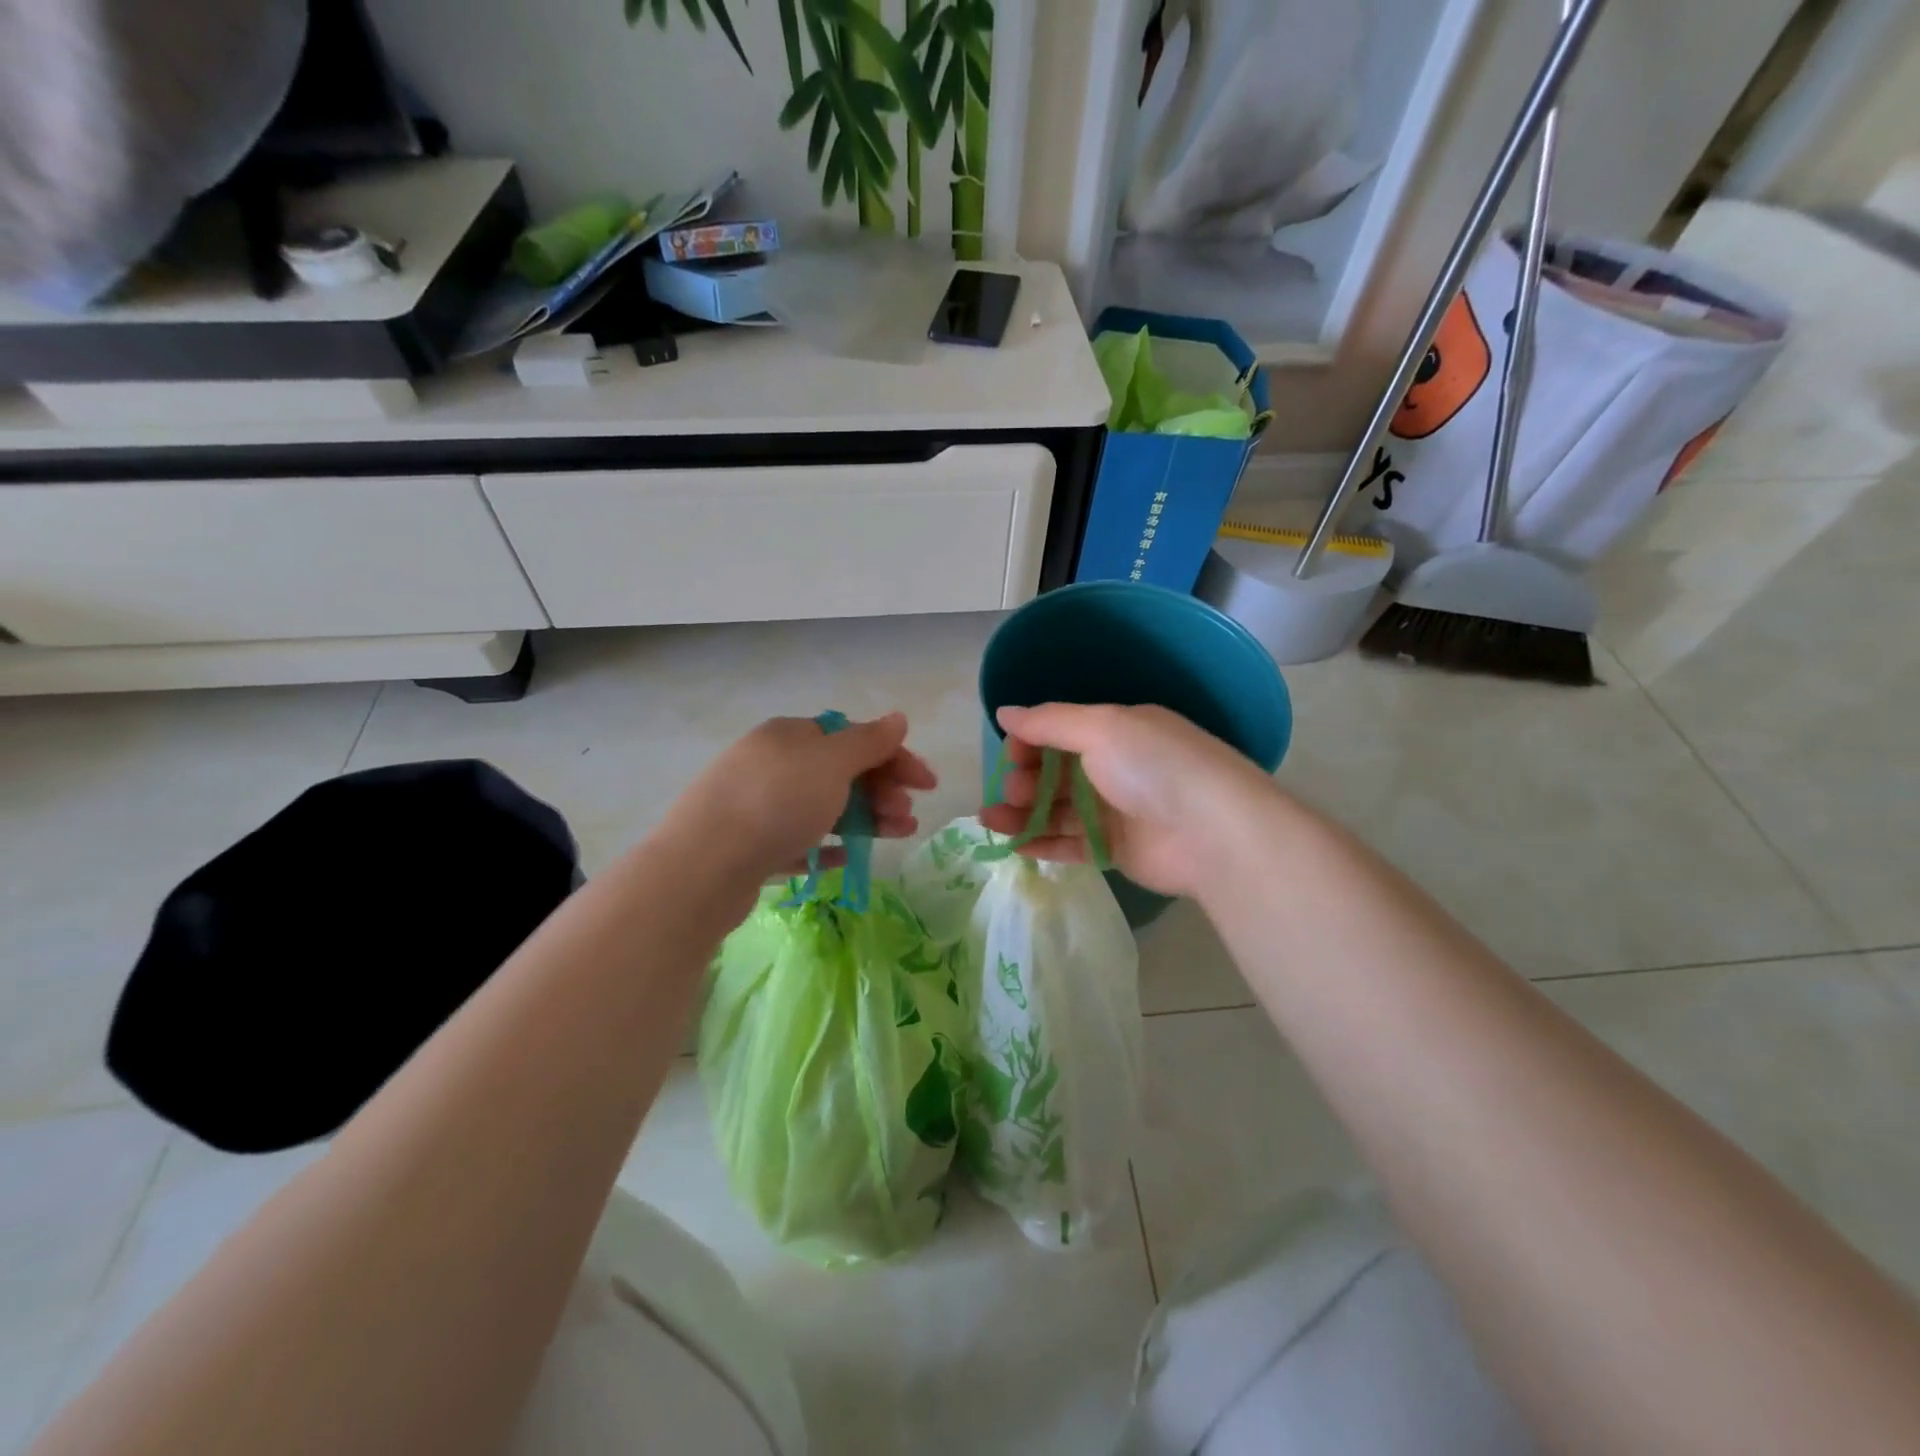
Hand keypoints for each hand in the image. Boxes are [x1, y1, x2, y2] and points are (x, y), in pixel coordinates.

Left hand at [664, 712, 935, 886]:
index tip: (927, 784)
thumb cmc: (776, 803)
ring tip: (895, 837)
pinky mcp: (749, 845)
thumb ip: (869, 741)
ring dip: (865, 818)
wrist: (703, 866)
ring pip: (823, 807)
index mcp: (790, 735)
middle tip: (908, 817)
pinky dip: (826, 844)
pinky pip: (798, 840)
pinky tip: (846, 856)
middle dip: (882, 792)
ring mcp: (757, 804)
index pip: (852, 737)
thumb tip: (898, 717)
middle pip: (840, 773)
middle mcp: (772, 763)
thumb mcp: (831, 764)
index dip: (894, 757)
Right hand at [979, 703, 1273, 897]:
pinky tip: (1014, 846)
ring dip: (1022, 814)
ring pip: (1057, 811)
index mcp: (1118, 732)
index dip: (1030, 741)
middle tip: (1010, 790)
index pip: (1062, 732)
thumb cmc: (1154, 766)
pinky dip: (1042, 844)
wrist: (1213, 832)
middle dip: (1024, 779)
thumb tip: (1003, 712)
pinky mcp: (1117, 850)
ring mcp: (1117, 811)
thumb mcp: (1101, 727)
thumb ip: (1048, 721)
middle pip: (1056, 773)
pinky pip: (1071, 845)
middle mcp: (1116, 768)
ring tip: (991, 820)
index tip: (1010, 753)